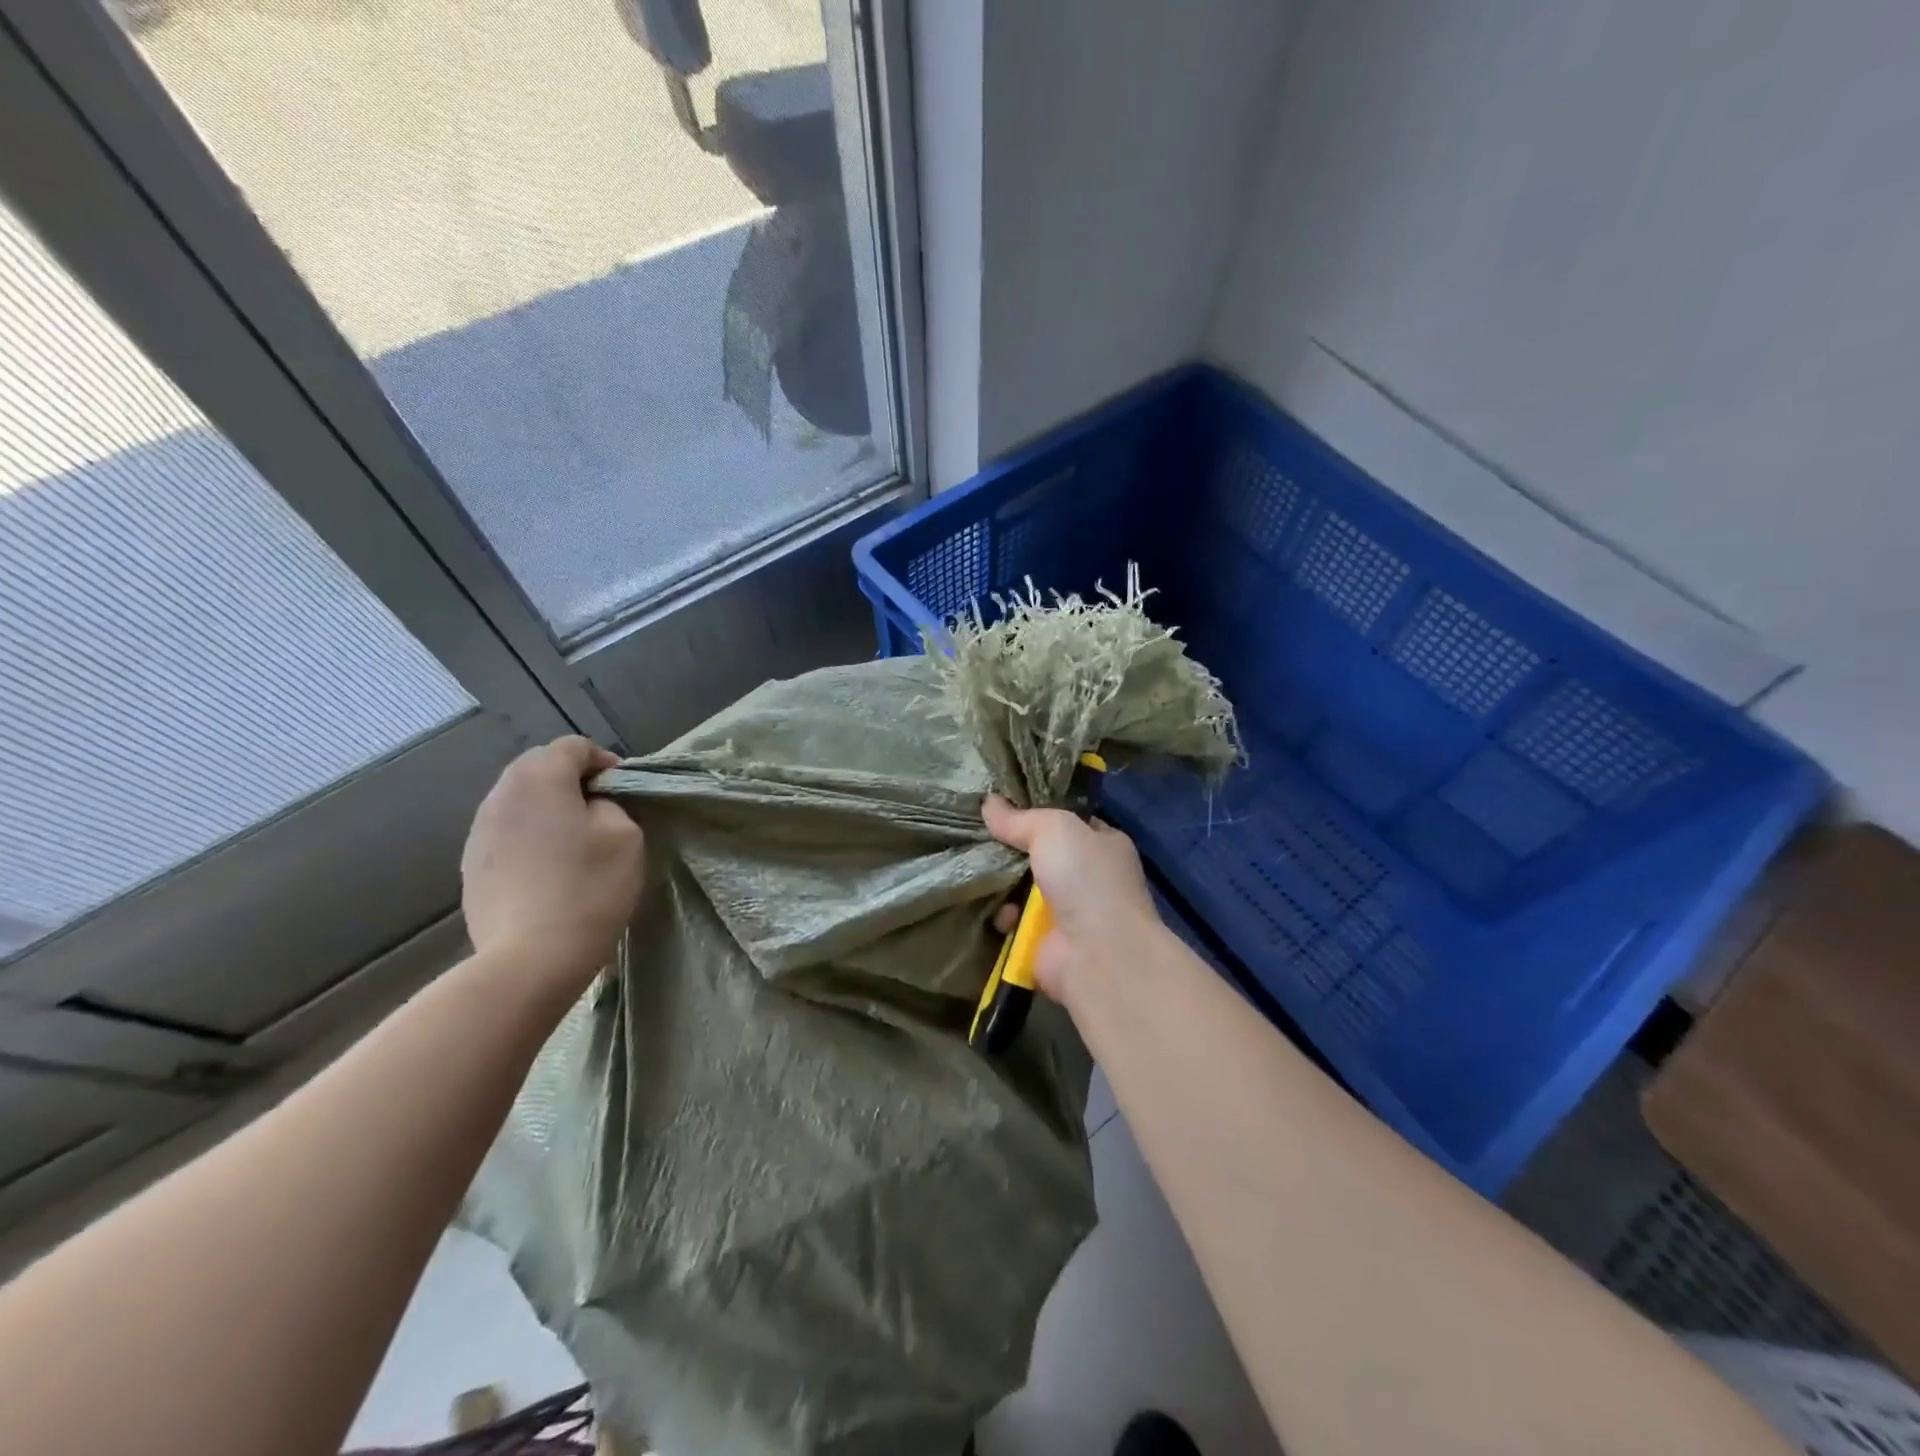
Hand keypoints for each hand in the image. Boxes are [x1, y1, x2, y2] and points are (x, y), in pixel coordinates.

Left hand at [461, 737, 644, 989]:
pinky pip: (506, 833)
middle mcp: (500, 796)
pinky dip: (530, 836)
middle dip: (571, 780)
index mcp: (539, 779)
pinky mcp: (472, 866)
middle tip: (601, 810)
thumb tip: (590, 806)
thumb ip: (610, 804)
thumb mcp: (624, 835)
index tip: (622, 789)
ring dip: (548, 809)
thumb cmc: (588, 888)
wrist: (531, 958)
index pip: (572, 746)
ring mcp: (479, 833)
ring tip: (575, 839)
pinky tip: (549, 868)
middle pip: (538, 767)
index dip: (603, 760)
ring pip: (519, 801)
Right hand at [983, 795, 1166, 1013]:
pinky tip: (998, 913)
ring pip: (1023, 889)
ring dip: (1002, 884)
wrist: (1097, 955)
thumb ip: (1020, 818)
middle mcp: (1089, 877)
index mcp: (1104, 844)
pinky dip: (1004, 918)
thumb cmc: (1085, 880)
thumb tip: (989, 802)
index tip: (1001, 805)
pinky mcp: (1047, 941)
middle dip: (1011, 850)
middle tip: (977, 837)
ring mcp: (1069, 912)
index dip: (1037, 812)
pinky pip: (1016, 921)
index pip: (1067, 821)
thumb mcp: (1054, 830)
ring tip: (978, 873)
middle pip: (1040, 855)